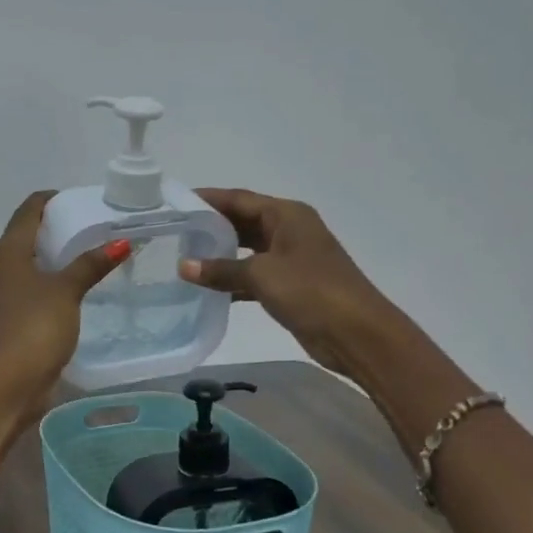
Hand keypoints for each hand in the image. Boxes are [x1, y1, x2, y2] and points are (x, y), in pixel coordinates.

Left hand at [0, 191, 128, 446]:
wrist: (5, 385)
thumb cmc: (33, 328)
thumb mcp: (66, 292)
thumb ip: (91, 264)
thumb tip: (120, 241)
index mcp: (5, 251)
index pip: (28, 210)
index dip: (51, 200)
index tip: (79, 201)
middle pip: (24, 236)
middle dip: (53, 229)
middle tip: (89, 228)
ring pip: (23, 264)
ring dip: (49, 259)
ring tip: (84, 257)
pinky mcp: (2, 319)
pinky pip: (25, 289)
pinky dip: (44, 283)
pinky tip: (68, 291)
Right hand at [177, 188, 393, 377]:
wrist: (357, 333)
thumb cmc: (311, 291)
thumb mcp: (262, 275)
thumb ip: (222, 269)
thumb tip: (184, 266)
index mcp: (287, 215)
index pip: (239, 199)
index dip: (208, 199)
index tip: (176, 202)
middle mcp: (290, 230)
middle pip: (243, 222)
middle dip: (211, 226)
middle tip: (175, 232)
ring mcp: (292, 258)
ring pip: (248, 250)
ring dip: (220, 255)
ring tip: (185, 258)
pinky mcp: (291, 285)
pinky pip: (254, 275)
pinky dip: (233, 280)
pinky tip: (208, 289)